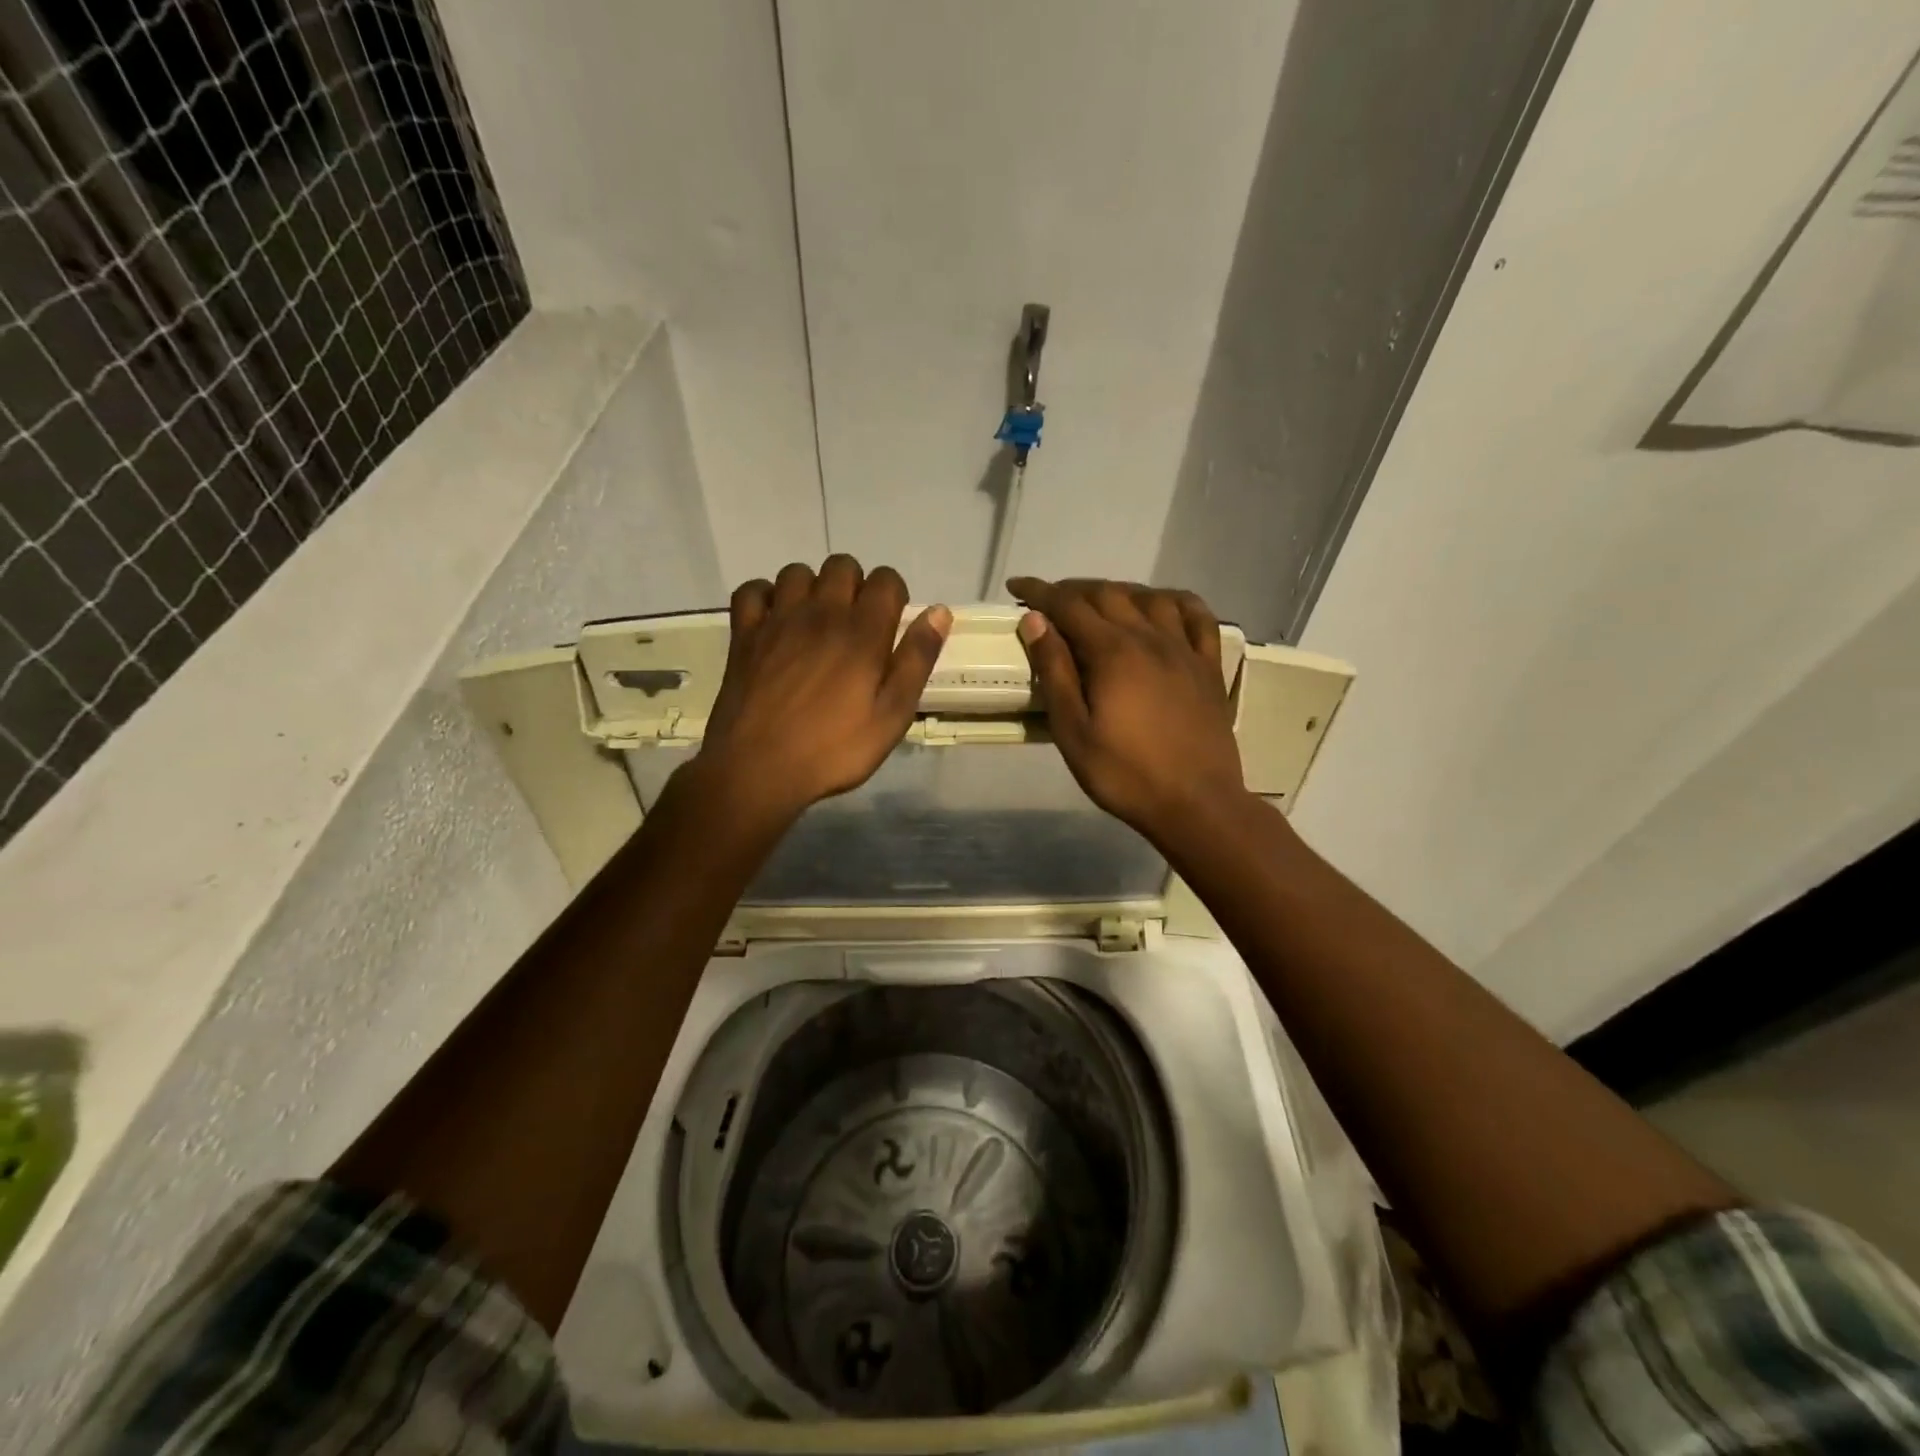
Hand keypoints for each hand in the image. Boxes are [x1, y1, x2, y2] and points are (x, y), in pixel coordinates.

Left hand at [699, 556, 950, 819]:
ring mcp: (777, 621)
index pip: (886, 580)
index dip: (894, 596)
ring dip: (813, 588)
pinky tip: (775, 622)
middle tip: (856, 627)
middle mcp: (820, 613)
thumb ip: (917, 660)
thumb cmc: (834, 749)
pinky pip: (753, 591)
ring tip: (816, 623)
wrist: (758, 769)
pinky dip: (767, 597)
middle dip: (856, 587)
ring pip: (798, 572)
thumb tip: (939, 612)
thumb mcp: (892, 715)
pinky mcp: (744, 635)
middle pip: (842, 566)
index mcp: (863, 632)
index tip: (891, 626)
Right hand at [1008, 577, 1244, 841]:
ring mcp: (1184, 649)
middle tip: (1049, 601)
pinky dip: (1175, 601)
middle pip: (1107, 594)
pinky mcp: (1208, 666)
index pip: (1068, 605)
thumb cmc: (1124, 774)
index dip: (1039, 591)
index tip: (1016, 586)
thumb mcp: (1073, 731)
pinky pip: (1198, 617)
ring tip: (1099, 603)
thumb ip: (1055, 672)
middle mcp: (1150, 637)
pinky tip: (1163, 606)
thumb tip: (1035, 621)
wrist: (1195, 803)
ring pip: (1150, 598)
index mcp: (1112, 652)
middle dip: (1073, 589)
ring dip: (1118, 591)